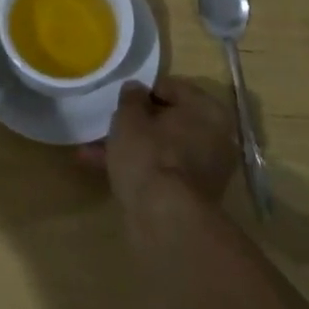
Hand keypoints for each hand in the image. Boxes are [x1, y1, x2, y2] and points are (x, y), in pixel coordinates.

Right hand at [80, 77, 237, 211]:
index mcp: (208, 110)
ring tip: (92, 151)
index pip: (171, 87)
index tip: (120, 100)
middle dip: (135, 123)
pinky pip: (162, 171)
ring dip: (132, 147)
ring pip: (162, 148)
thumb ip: (131, 97)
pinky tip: (104, 170)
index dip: (142, 91)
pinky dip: (139, 169)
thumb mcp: (129, 117)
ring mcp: (206, 170)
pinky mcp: (193, 197)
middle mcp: (215, 138)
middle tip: (108, 124)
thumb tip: (136, 89)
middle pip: (168, 121)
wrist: (165, 220)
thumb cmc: (149, 155)